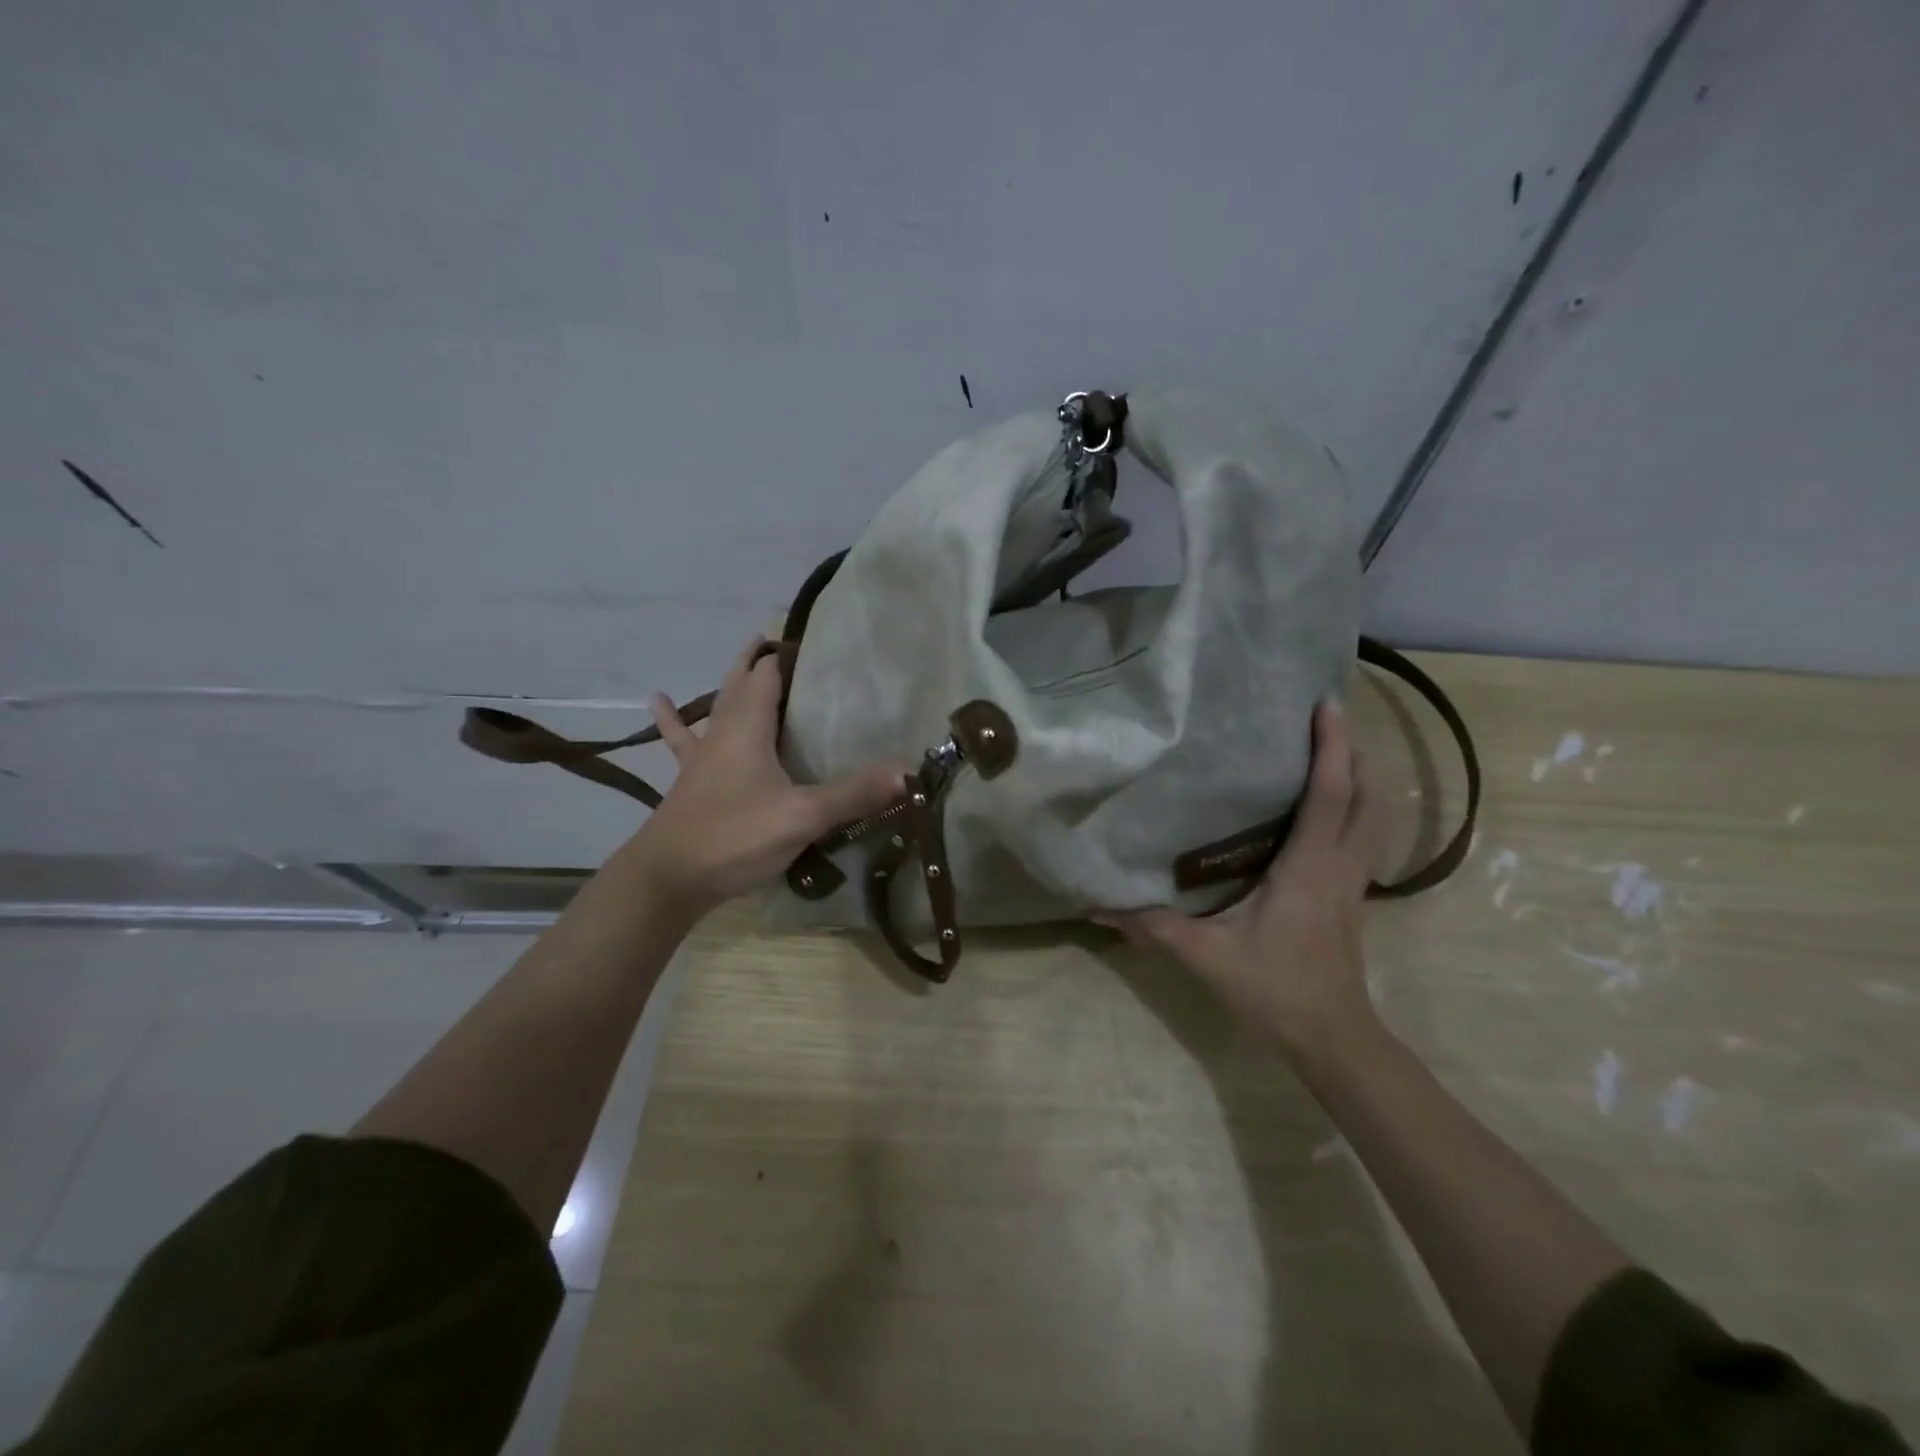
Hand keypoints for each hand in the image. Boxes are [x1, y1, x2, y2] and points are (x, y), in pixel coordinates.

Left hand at [622, 638, 904, 918]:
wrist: (668, 879)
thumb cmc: (735, 838)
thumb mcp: (803, 817)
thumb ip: (855, 794)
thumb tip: (908, 772)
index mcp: (749, 728)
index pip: (768, 674)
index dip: (788, 656)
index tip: (816, 645)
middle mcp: (723, 732)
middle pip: (741, 682)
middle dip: (762, 661)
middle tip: (787, 646)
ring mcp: (702, 756)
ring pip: (717, 705)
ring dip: (733, 682)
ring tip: (746, 659)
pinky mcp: (690, 780)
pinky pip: (683, 740)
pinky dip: (673, 719)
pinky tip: (656, 700)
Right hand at [1103, 700, 1375, 1052]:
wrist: (1333, 1040)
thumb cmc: (1275, 990)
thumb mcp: (1206, 957)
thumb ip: (1153, 927)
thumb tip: (1099, 904)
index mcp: (1310, 867)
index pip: (1331, 794)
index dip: (1332, 747)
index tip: (1325, 705)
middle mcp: (1341, 865)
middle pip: (1368, 795)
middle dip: (1356, 752)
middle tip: (1325, 720)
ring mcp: (1353, 882)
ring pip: (1373, 816)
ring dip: (1361, 779)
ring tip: (1330, 752)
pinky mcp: (1351, 896)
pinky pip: (1362, 837)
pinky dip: (1353, 808)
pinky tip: (1324, 810)